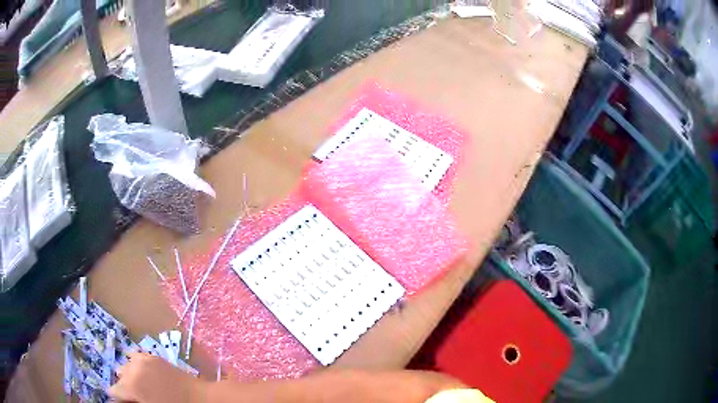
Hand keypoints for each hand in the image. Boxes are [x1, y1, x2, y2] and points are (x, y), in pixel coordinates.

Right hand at [108, 353, 202, 402]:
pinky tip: (144, 376)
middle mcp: (133, 368)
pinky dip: (136, 366)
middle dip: (125, 388)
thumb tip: (124, 400)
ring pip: (126, 366)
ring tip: (142, 388)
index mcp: (132, 385)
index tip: (126, 402)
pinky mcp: (153, 356)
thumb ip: (133, 402)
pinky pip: (136, 358)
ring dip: (130, 376)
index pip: (113, 391)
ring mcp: (143, 359)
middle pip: (120, 377)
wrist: (201, 399)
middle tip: (136, 398)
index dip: (118, 399)